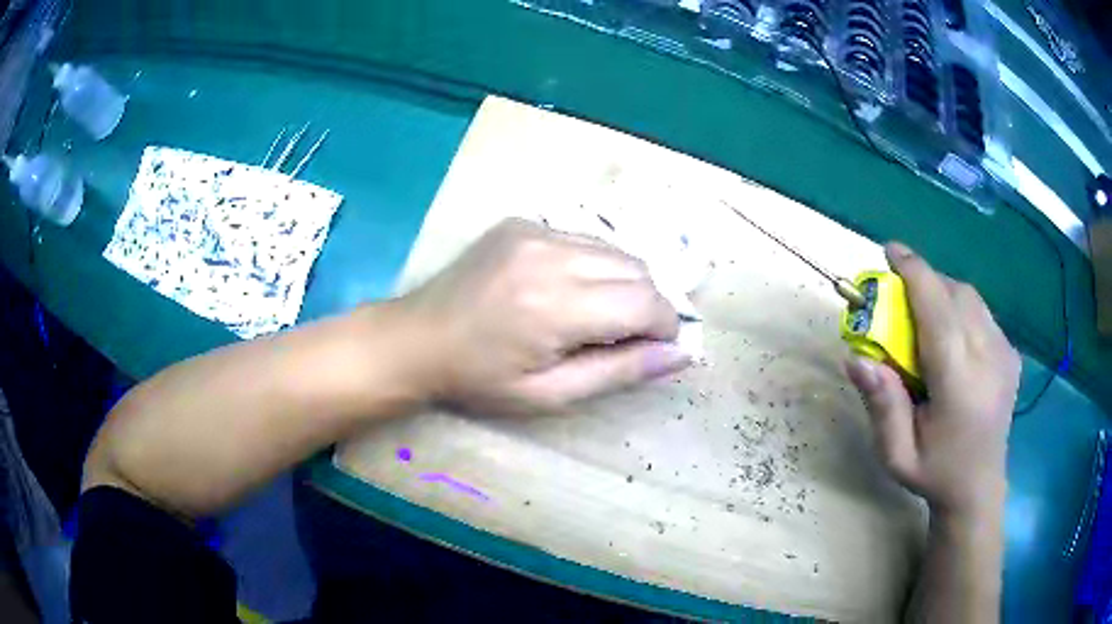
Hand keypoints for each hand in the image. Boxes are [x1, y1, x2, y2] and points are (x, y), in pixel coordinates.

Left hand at [396, 218, 690, 413]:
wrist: (416, 338)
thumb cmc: (480, 379)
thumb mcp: (550, 394)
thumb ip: (620, 371)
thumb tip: (681, 354)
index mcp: (555, 307)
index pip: (645, 302)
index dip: (665, 325)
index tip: (657, 347)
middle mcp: (550, 255)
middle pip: (637, 268)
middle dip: (647, 304)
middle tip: (624, 337)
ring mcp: (534, 231)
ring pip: (614, 249)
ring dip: (623, 281)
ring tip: (596, 314)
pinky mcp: (522, 222)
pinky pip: (583, 238)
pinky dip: (594, 264)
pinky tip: (568, 289)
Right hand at [846, 243, 1019, 521]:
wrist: (978, 488)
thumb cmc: (934, 474)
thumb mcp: (896, 454)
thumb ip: (881, 404)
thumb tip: (856, 356)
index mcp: (961, 386)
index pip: (939, 313)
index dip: (915, 274)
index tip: (890, 251)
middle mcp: (990, 360)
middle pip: (956, 295)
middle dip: (926, 281)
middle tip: (899, 296)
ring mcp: (1006, 354)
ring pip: (971, 298)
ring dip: (943, 292)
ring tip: (923, 317)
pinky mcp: (1011, 353)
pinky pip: (981, 311)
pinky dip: (959, 308)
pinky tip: (950, 337)